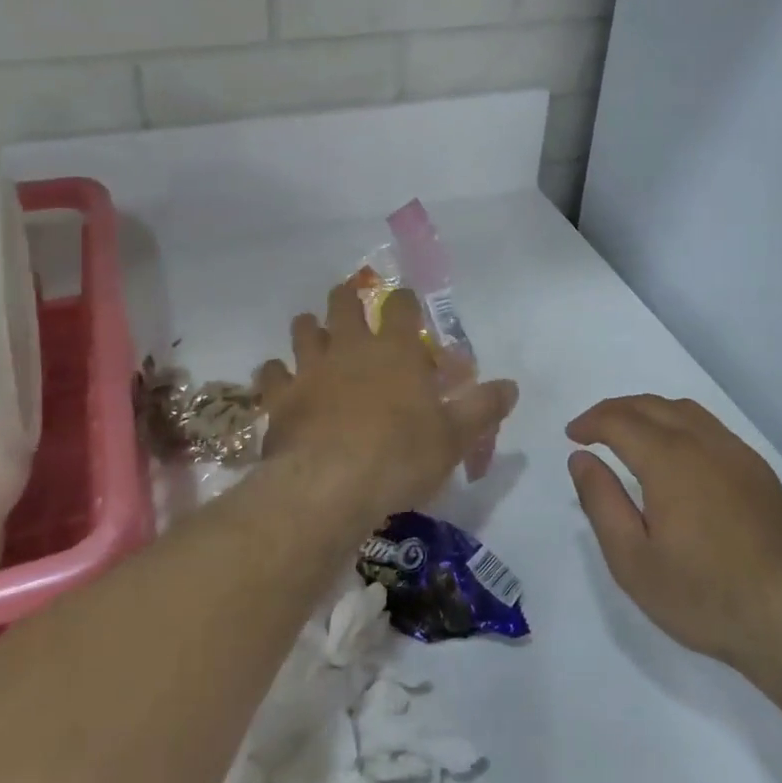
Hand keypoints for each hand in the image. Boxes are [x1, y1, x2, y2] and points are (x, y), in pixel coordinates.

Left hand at [257, 282, 517, 522]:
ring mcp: (310, 369)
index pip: (400, 307)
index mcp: (396, 351)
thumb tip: (511, 386)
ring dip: (308, 326)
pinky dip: (274, 372)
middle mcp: (351, 348)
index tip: (405, 299)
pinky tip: (277, 377)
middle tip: (349, 297)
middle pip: (343, 305)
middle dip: (346, 297)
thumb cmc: (400, 456)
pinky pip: (270, 373)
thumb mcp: (454, 437)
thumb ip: (482, 408)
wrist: (329, 485)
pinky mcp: (280, 397)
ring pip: (304, 331)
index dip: (404, 299)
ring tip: (311, 328)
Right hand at [567, 395, 781, 699]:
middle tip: (592, 430)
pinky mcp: (760, 471)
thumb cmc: (706, 596)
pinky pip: (710, 427)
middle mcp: (704, 443)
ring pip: (684, 411)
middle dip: (615, 410)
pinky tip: (676, 454)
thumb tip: (582, 459)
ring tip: (628, 435)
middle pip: (651, 405)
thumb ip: (602, 503)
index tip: (572, 436)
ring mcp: (738, 454)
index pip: (620, 420)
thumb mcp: (634, 561)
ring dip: (648, 412)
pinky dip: (679, 424)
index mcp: (669, 460)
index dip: (590, 422)